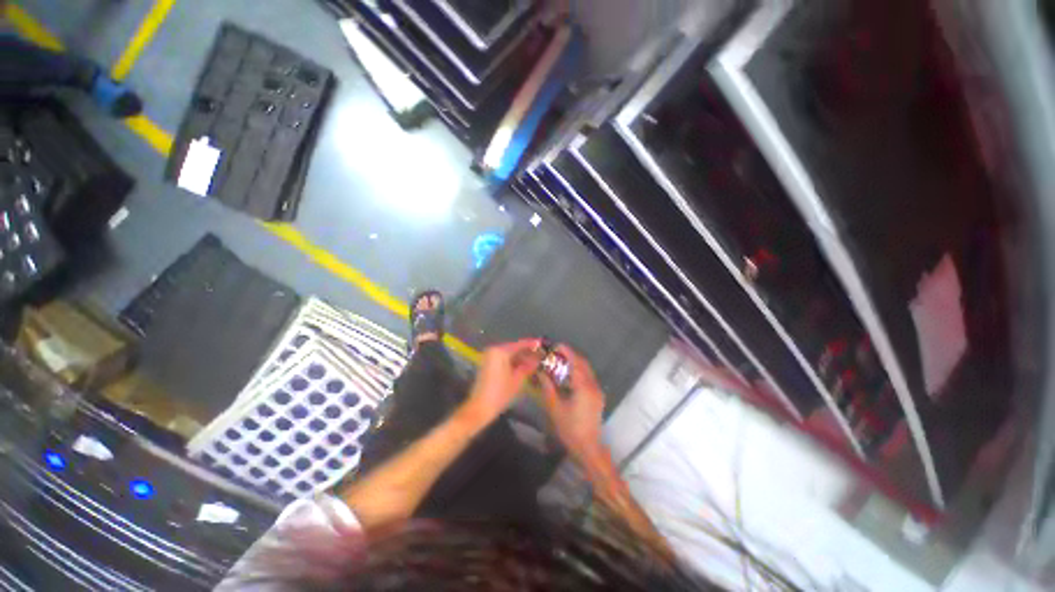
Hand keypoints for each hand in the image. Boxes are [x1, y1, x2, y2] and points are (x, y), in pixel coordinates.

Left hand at [460, 338, 542, 426]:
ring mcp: (489, 358)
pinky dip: (513, 362)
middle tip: (540, 356)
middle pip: (513, 349)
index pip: (519, 345)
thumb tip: (538, 358)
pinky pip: (503, 360)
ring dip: (520, 358)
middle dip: (526, 353)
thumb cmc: (500, 393)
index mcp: (500, 352)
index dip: (531, 345)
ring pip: (509, 355)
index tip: (541, 343)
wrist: (480, 408)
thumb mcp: (517, 379)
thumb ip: (528, 366)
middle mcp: (493, 351)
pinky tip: (523, 367)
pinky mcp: (488, 365)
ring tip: (534, 362)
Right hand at [538, 346, 605, 462]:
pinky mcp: (597, 396)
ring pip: (587, 370)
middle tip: (557, 352)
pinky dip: (579, 371)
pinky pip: (589, 377)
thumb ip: (548, 387)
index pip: (575, 362)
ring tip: (561, 361)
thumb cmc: (570, 428)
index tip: (556, 345)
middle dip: (571, 355)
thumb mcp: (555, 408)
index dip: (567, 352)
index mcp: (584, 387)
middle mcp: (593, 385)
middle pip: (583, 363)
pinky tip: (569, 375)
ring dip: (575, 363)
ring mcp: (597, 391)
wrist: (588, 447)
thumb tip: (541, 372)